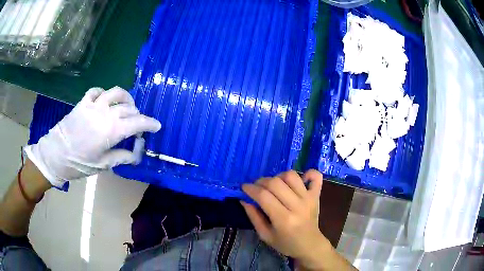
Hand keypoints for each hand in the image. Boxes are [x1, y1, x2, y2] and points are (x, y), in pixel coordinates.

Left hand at [24, 87, 160, 187]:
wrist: (55, 155)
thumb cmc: (79, 164)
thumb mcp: (103, 165)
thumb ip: (122, 157)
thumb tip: (137, 154)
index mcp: (111, 131)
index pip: (137, 123)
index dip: (150, 123)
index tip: (157, 126)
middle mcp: (105, 113)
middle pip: (129, 108)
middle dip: (137, 116)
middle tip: (137, 126)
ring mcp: (93, 105)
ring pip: (116, 93)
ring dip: (125, 98)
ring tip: (126, 106)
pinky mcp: (83, 103)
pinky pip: (97, 91)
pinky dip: (104, 93)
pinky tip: (104, 100)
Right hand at [242, 170, 354, 270]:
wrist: (310, 245)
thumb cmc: (286, 243)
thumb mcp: (265, 235)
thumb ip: (254, 217)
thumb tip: (244, 199)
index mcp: (283, 219)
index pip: (264, 196)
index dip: (251, 189)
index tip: (244, 187)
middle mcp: (297, 206)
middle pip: (275, 183)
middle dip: (261, 181)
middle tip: (256, 187)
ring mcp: (309, 198)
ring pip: (291, 176)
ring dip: (279, 176)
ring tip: (275, 185)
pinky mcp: (316, 195)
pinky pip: (315, 176)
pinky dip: (308, 173)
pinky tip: (300, 180)